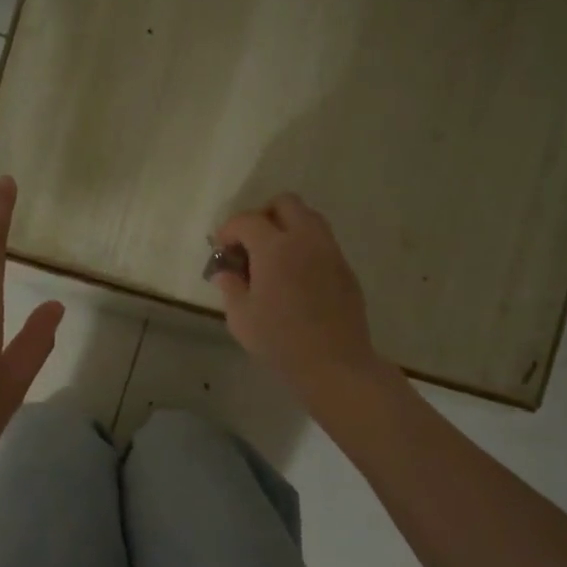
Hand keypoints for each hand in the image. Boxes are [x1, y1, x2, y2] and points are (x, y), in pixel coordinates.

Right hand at [210, 193, 387, 404]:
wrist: (334, 363)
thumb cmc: (280, 341)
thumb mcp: (241, 318)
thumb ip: (230, 288)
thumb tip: (224, 272)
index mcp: (275, 247)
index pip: (246, 220)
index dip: (228, 230)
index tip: (221, 249)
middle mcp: (305, 239)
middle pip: (285, 203)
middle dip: (262, 216)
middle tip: (250, 245)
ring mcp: (330, 252)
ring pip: (309, 218)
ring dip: (287, 228)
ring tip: (273, 259)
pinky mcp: (345, 268)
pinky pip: (322, 243)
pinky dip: (305, 247)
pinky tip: (295, 278)